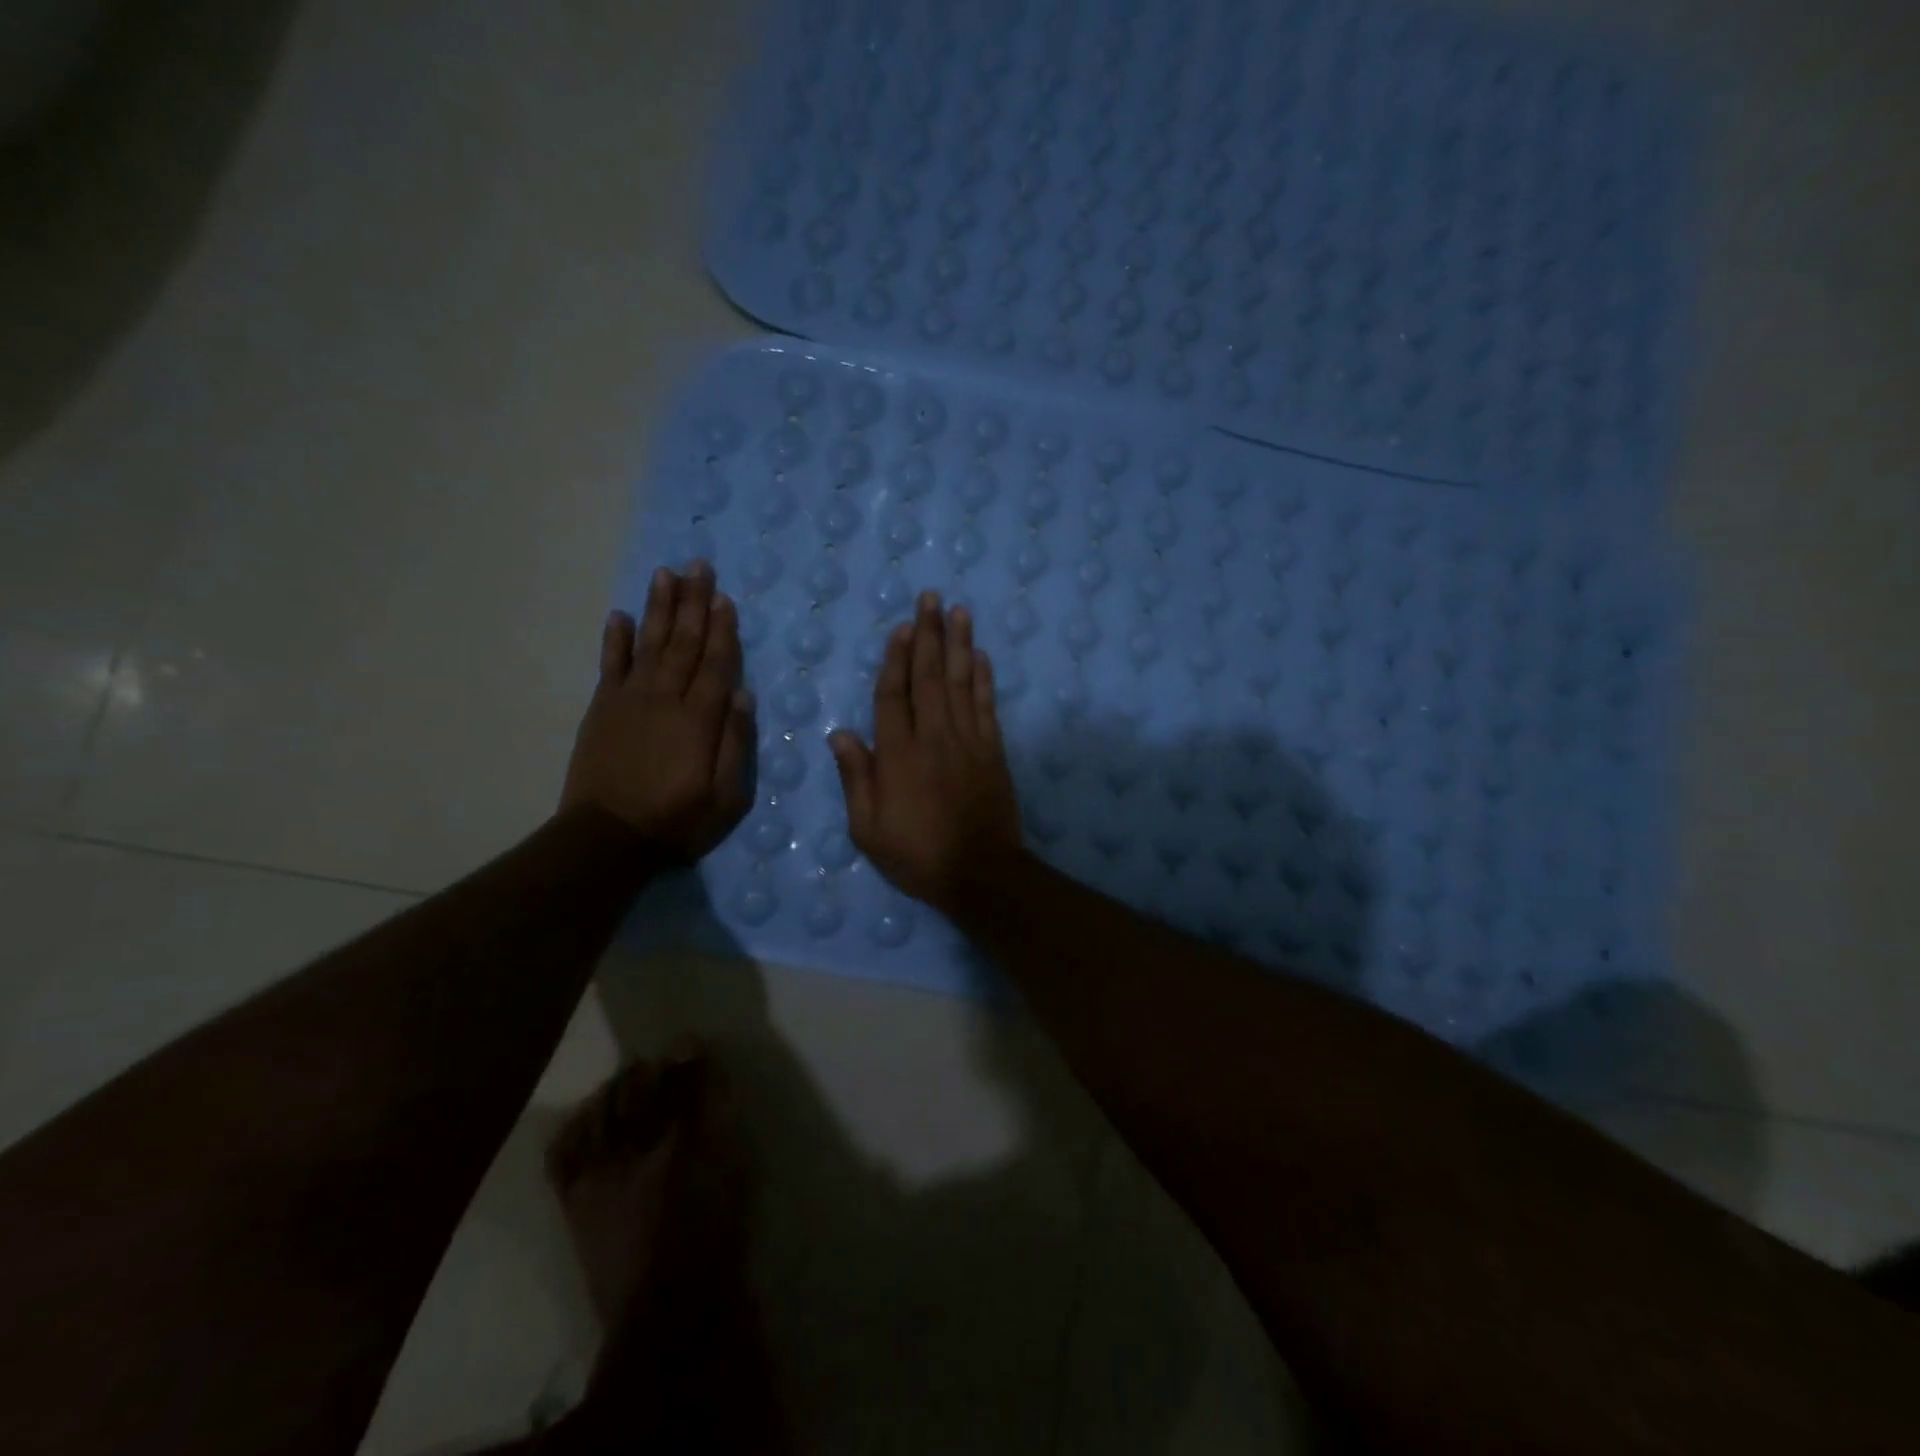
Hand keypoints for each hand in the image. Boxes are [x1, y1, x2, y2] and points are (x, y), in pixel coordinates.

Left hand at [561, 562, 754, 858]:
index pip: (716, 663)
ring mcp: (629, 700)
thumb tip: (742, 695)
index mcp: (699, 719)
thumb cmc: (677, 820)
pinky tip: (621, 615)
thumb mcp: (726, 797)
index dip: (722, 629)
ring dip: (659, 608)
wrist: (607, 838)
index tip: (725, 598)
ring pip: (650, 643)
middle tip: (699, 565)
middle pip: (683, 642)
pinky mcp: (602, 708)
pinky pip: (610, 665)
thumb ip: (736, 744)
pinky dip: (616, 639)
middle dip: (693, 603)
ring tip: (666, 574)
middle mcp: (665, 698)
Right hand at [829, 592, 1023, 913]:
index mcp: (898, 754)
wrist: (980, 873)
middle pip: (929, 677)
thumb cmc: (916, 854)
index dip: (895, 659)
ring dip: (959, 644)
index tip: (901, 627)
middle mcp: (933, 737)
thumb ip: (856, 778)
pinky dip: (984, 679)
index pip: (893, 695)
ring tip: (959, 611)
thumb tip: (840, 734)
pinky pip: (987, 706)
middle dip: (929, 635)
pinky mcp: (993, 750)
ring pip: (961, 682)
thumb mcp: (868, 828)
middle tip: (931, 598)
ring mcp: (968, 741)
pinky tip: (981, 656)